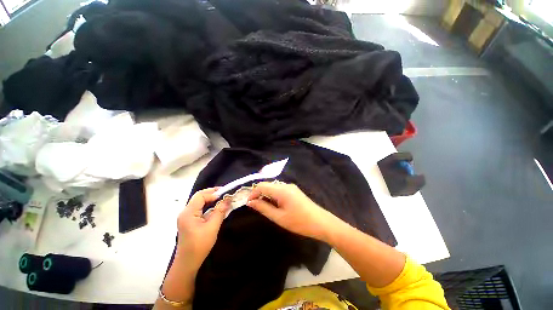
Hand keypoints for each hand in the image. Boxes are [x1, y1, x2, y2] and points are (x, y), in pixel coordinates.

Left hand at [176, 188, 229, 269]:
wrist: (188, 262)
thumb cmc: (199, 245)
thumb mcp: (212, 227)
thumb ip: (220, 211)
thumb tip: (228, 199)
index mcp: (188, 213)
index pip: (200, 196)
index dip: (213, 193)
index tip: (225, 195)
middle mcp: (185, 212)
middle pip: (199, 197)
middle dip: (212, 193)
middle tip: (225, 193)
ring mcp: (186, 216)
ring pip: (199, 202)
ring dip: (210, 199)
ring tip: (222, 199)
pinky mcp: (189, 220)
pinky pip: (199, 208)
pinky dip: (208, 205)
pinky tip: (216, 207)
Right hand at [247, 182, 338, 241]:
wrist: (320, 222)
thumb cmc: (299, 222)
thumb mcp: (278, 217)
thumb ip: (263, 208)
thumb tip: (250, 202)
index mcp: (281, 190)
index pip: (261, 186)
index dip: (252, 193)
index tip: (248, 204)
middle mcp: (285, 185)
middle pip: (267, 185)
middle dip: (259, 194)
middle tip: (254, 206)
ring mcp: (291, 187)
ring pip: (273, 187)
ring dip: (266, 195)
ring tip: (264, 207)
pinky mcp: (294, 191)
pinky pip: (280, 190)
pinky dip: (273, 195)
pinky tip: (274, 205)